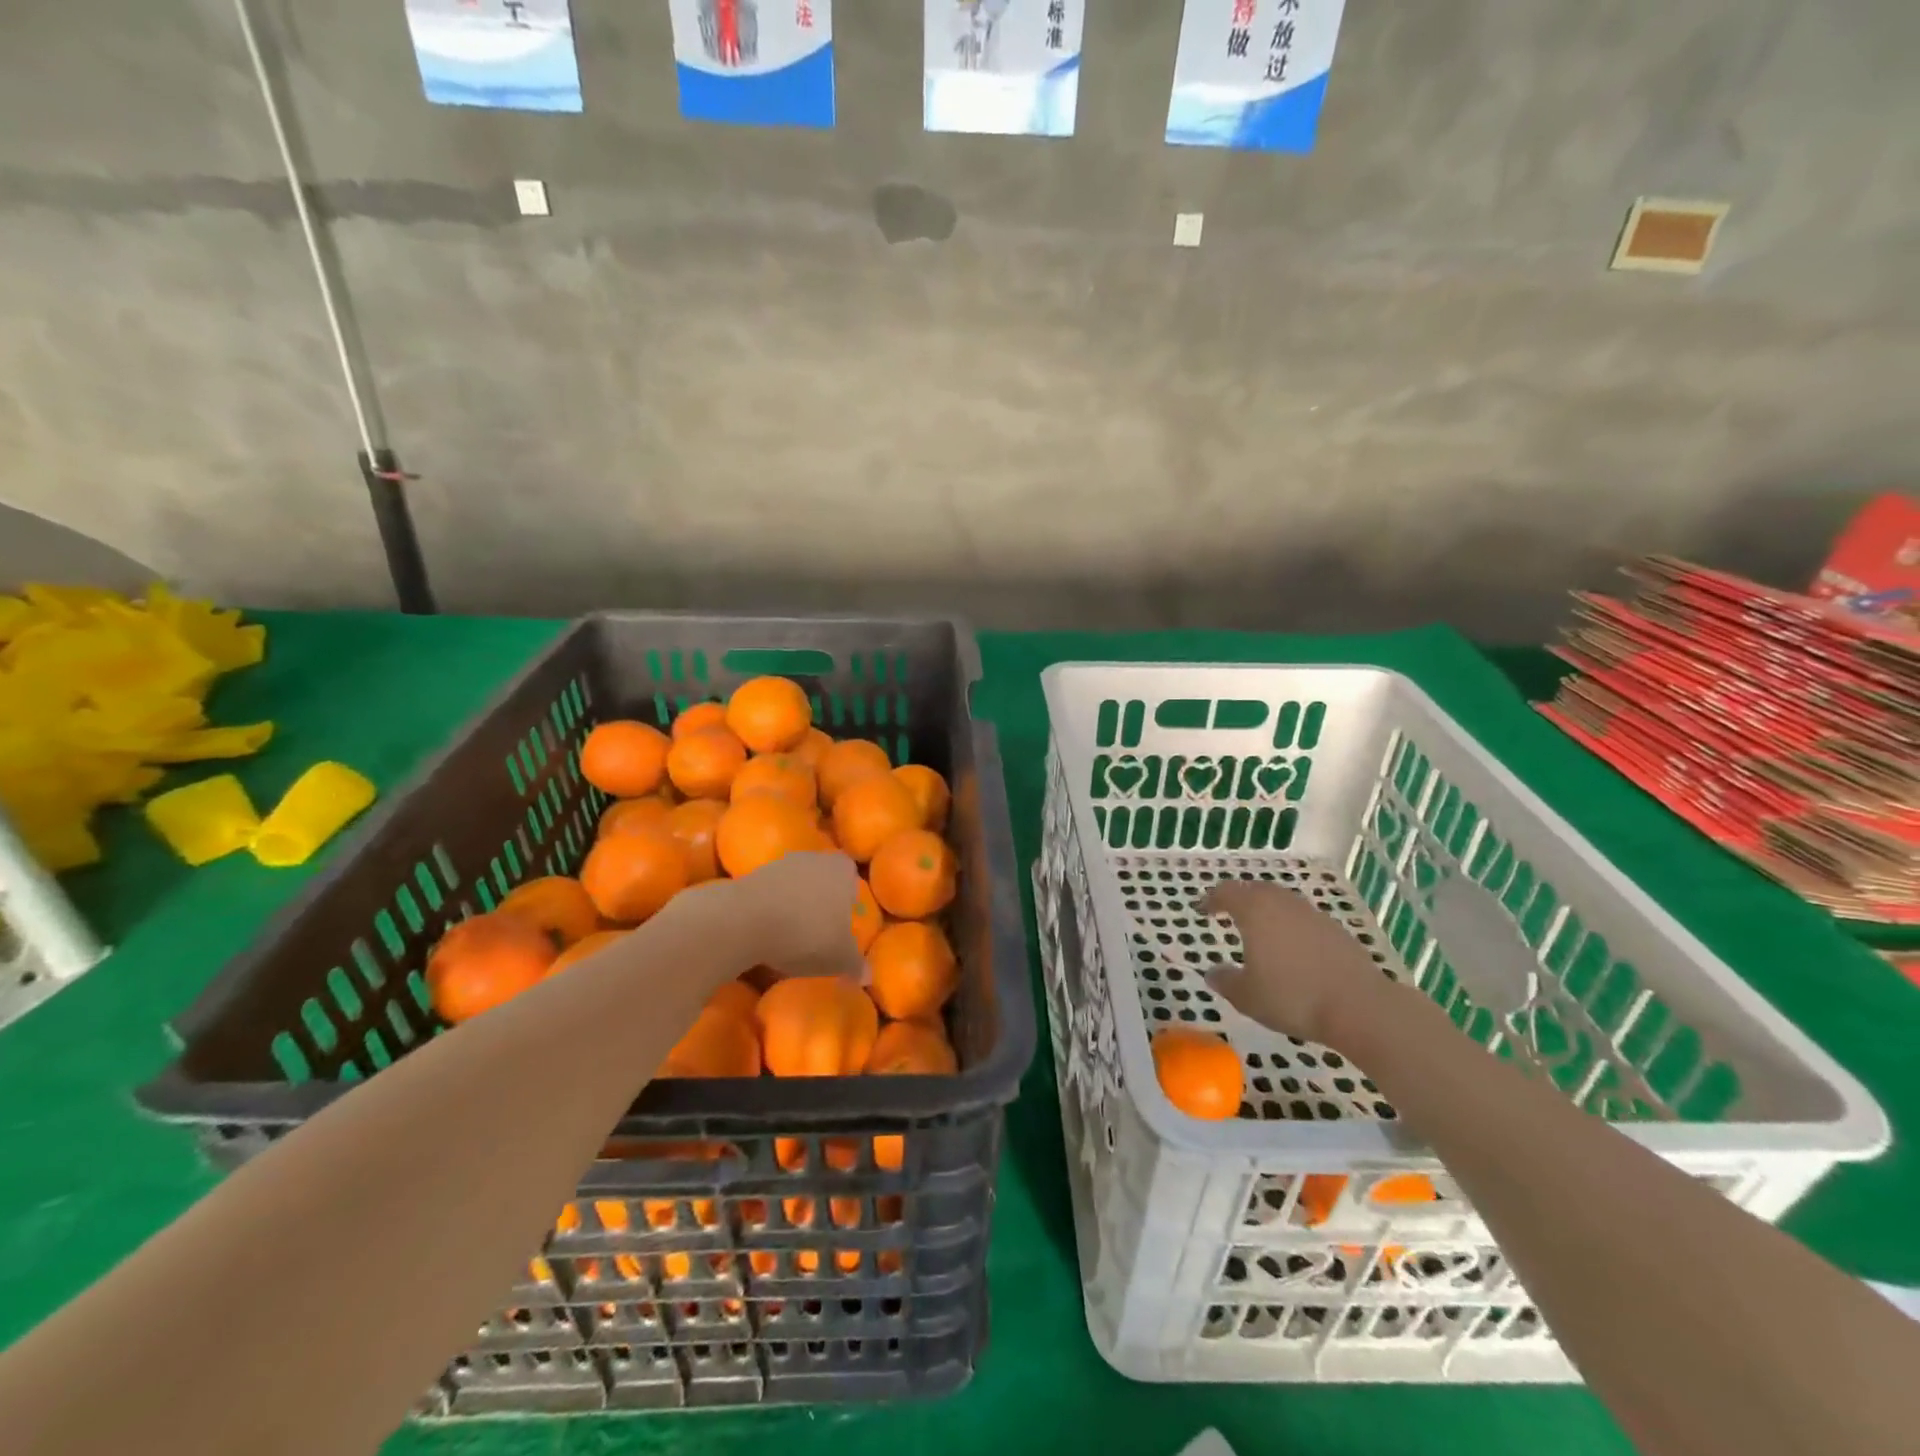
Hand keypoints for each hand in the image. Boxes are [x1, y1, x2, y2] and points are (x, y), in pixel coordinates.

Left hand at [725, 850, 865, 978]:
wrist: (746, 921)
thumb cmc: (806, 934)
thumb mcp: (838, 958)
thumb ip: (856, 964)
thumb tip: (867, 975)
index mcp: (841, 870)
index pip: (851, 873)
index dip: (849, 893)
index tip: (844, 916)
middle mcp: (813, 859)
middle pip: (822, 875)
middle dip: (822, 896)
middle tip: (820, 925)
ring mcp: (780, 864)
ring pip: (795, 882)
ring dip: (794, 901)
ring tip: (793, 932)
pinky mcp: (752, 875)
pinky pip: (771, 892)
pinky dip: (772, 907)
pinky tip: (769, 931)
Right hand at [1203, 879, 1392, 1049]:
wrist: (1358, 1006)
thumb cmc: (1292, 996)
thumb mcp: (1247, 996)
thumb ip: (1225, 981)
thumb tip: (1212, 973)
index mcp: (1255, 910)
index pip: (1227, 892)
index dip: (1212, 899)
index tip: (1202, 909)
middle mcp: (1282, 903)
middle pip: (1255, 890)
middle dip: (1239, 899)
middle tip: (1228, 912)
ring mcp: (1312, 914)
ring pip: (1282, 902)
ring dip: (1267, 910)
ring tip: (1259, 930)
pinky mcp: (1335, 930)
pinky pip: (1303, 919)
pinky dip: (1290, 926)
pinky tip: (1291, 949)